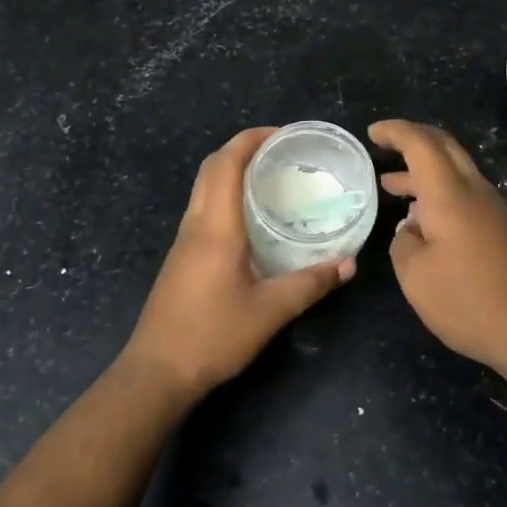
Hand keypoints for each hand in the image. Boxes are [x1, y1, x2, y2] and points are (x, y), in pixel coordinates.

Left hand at [123, 127, 354, 399]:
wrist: (157, 372)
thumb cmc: (212, 336)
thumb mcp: (270, 311)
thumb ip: (311, 284)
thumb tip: (349, 263)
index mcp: (216, 227)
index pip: (227, 163)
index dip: (252, 139)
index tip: (283, 135)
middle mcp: (196, 224)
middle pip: (211, 167)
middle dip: (243, 148)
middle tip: (282, 152)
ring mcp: (184, 240)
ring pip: (204, 187)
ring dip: (232, 170)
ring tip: (271, 177)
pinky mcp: (181, 257)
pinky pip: (203, 207)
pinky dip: (225, 194)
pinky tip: (251, 217)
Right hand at [370, 120, 506, 382]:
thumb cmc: (470, 301)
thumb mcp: (416, 277)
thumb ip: (403, 244)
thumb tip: (410, 229)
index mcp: (450, 193)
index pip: (420, 143)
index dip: (394, 131)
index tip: (372, 133)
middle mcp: (475, 190)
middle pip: (444, 147)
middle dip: (412, 140)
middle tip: (385, 146)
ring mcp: (494, 209)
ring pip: (456, 172)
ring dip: (424, 172)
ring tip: (392, 185)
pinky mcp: (504, 229)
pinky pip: (466, 194)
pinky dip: (439, 193)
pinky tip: (423, 219)